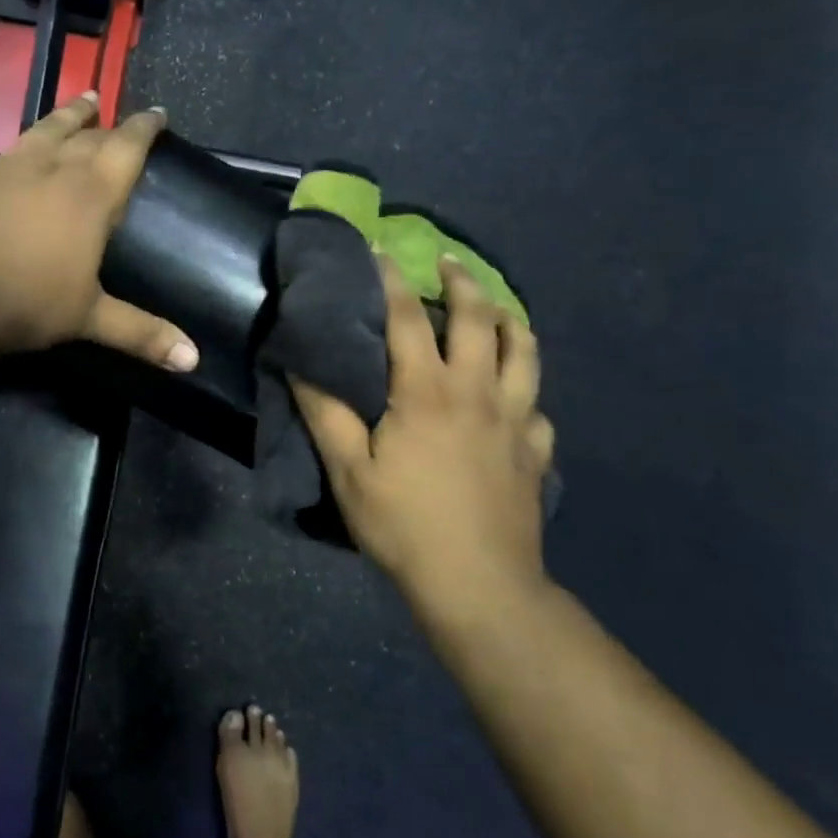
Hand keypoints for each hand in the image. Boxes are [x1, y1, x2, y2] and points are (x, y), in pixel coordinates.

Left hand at [0, 53, 199, 368]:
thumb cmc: (27, 305)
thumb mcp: (90, 319)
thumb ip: (144, 334)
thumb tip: (194, 361)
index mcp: (91, 197)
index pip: (128, 151)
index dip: (145, 129)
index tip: (158, 114)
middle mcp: (53, 168)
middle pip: (87, 138)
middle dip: (106, 126)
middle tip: (116, 115)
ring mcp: (5, 162)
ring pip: (42, 127)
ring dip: (64, 113)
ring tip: (82, 97)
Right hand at [293, 255, 554, 620]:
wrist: (479, 585)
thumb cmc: (404, 524)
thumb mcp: (348, 471)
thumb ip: (325, 414)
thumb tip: (300, 366)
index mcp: (427, 391)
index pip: (408, 318)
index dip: (391, 280)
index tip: (380, 252)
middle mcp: (477, 392)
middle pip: (479, 320)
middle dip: (463, 282)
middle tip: (447, 263)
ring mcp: (515, 420)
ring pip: (524, 352)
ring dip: (509, 321)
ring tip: (497, 311)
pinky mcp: (536, 452)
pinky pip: (537, 406)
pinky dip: (524, 389)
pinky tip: (514, 397)